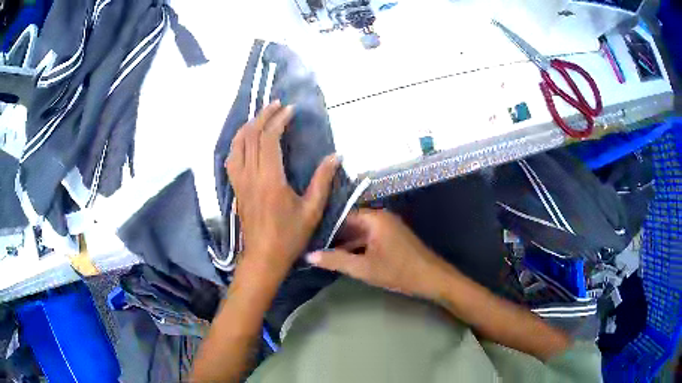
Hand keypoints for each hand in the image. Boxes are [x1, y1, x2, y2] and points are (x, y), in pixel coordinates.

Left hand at [226, 100, 339, 277]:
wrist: (263, 257)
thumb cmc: (289, 236)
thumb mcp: (312, 210)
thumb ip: (323, 181)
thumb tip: (336, 156)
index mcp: (270, 179)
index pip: (269, 139)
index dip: (278, 120)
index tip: (290, 110)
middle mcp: (250, 175)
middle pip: (251, 136)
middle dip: (263, 116)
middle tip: (276, 104)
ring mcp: (239, 181)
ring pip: (237, 144)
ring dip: (248, 126)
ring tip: (261, 116)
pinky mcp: (235, 187)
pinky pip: (231, 158)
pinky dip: (237, 142)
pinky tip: (245, 139)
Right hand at [307, 208, 455, 298]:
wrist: (432, 278)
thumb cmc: (398, 271)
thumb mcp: (364, 268)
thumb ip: (335, 261)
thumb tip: (309, 256)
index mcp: (374, 218)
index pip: (342, 216)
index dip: (325, 226)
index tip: (308, 235)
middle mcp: (381, 217)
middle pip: (351, 223)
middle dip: (334, 236)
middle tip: (312, 246)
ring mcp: (388, 227)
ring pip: (360, 232)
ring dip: (345, 243)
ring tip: (322, 253)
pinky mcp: (392, 238)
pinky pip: (369, 238)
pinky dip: (357, 247)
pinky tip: (344, 258)